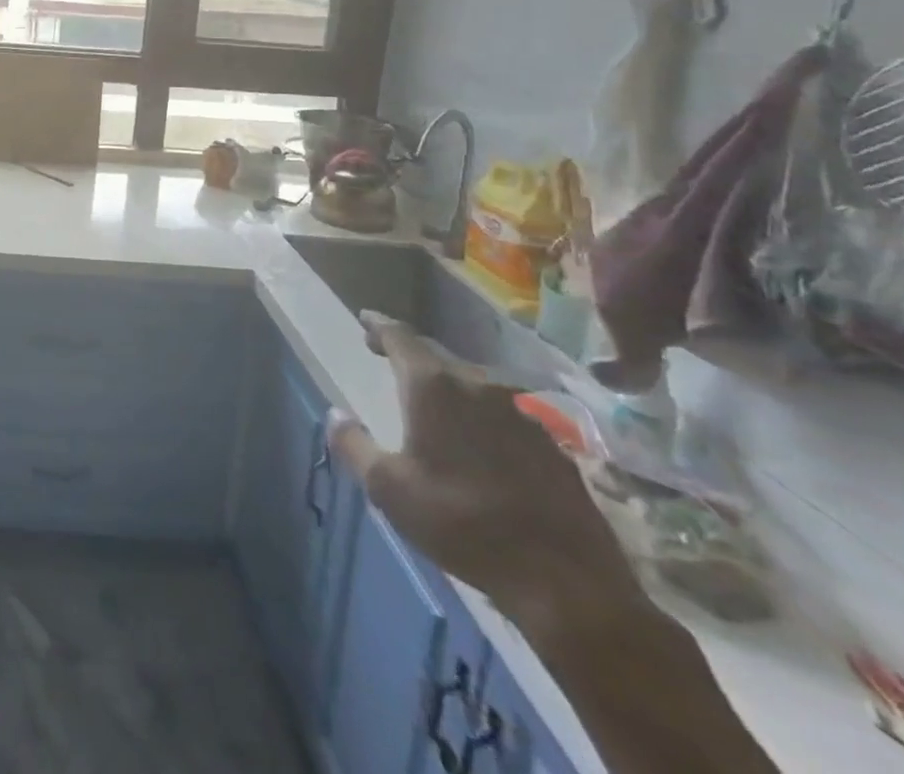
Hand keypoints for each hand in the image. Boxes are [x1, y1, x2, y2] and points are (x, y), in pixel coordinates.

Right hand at [327, 313, 642, 633]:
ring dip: (449, 387)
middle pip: (437, 356)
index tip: (365, 321)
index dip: (379, 327)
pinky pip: (504, 414)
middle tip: (388, 358)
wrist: (568, 582)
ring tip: (432, 402)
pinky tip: (479, 443)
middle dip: (410, 355)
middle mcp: (478, 384)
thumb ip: (354, 445)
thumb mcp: (388, 490)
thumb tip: (335, 414)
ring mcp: (522, 412)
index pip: (400, 337)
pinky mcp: (552, 444)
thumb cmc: (462, 524)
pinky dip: (481, 416)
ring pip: (473, 384)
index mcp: (433, 386)